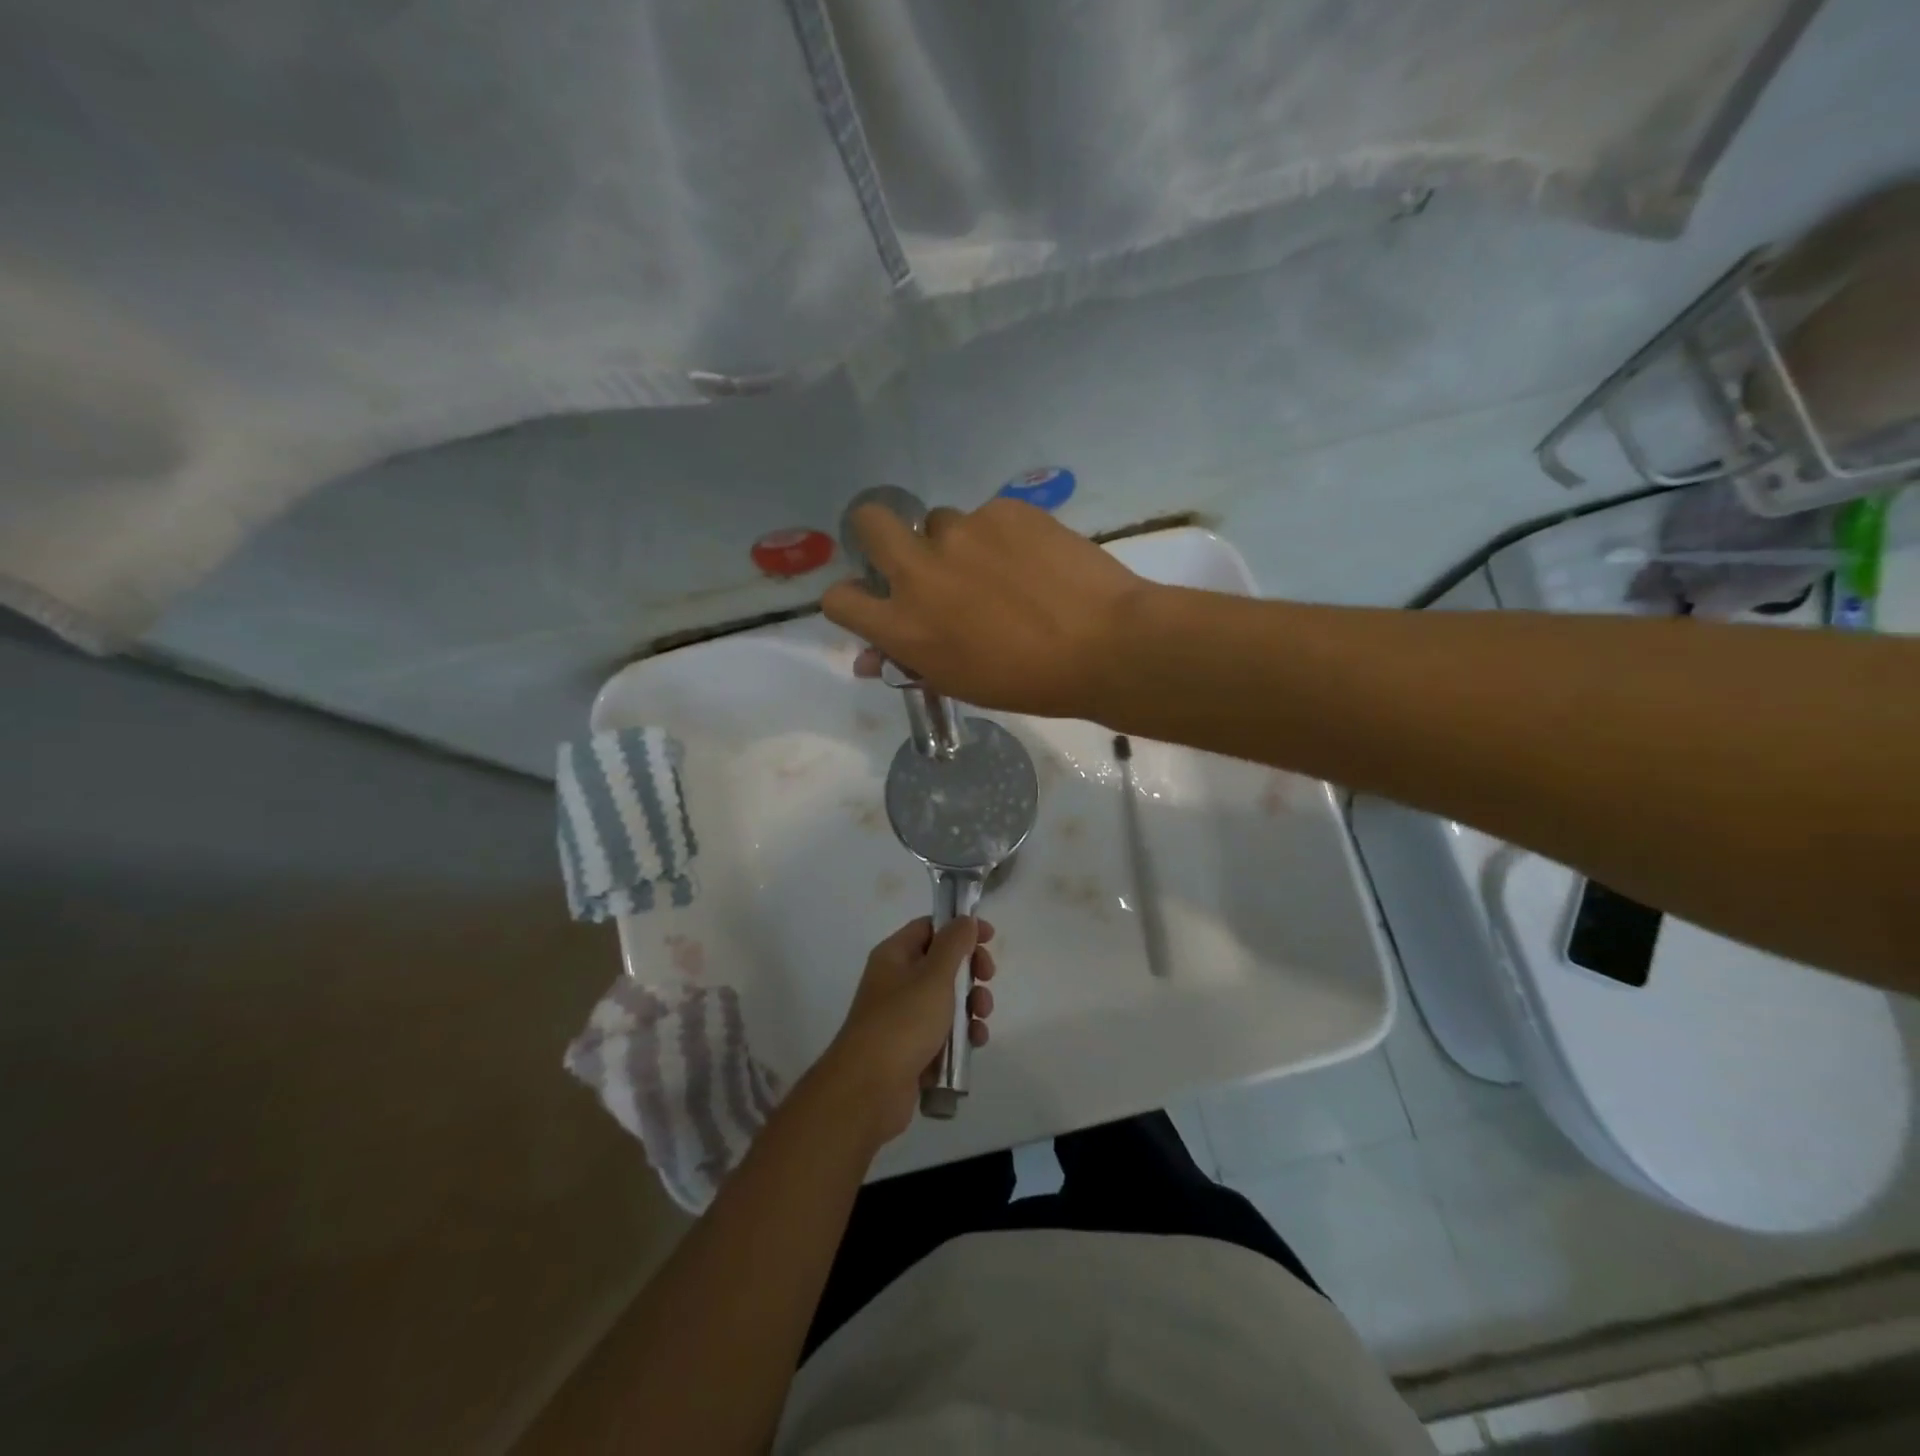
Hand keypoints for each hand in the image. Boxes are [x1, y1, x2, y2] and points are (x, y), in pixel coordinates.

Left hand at [815, 916, 997, 1145]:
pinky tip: (974, 1043)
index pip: (930, 928)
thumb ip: (954, 944)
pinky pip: (943, 1033)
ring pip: (947, 1000)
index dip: (960, 928)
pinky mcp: (912, 1048)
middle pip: (942, 964)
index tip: (989, 937)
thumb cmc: (903, 1022)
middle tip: (987, 978)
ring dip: (971, 1006)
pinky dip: (961, 1035)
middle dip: (970, 972)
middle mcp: (896, 981)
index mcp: (895, 956)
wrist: (869, 1090)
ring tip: (980, 1018)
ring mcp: (903, 1017)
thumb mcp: (934, 976)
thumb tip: (965, 919)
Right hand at [821, 498, 1151, 718]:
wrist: (1105, 646)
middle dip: (879, 534)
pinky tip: (1033, 561)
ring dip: (954, 543)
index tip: (873, 600)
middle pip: (869, 522)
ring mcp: (961, 532)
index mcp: (904, 625)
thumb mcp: (959, 682)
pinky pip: (988, 517)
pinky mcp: (1004, 510)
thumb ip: (910, 661)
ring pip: (939, 522)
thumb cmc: (1028, 682)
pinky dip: (1001, 537)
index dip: (850, 598)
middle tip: (914, 555)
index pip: (839, 598)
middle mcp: (919, 571)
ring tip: (1000, 570)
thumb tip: (871, 658)